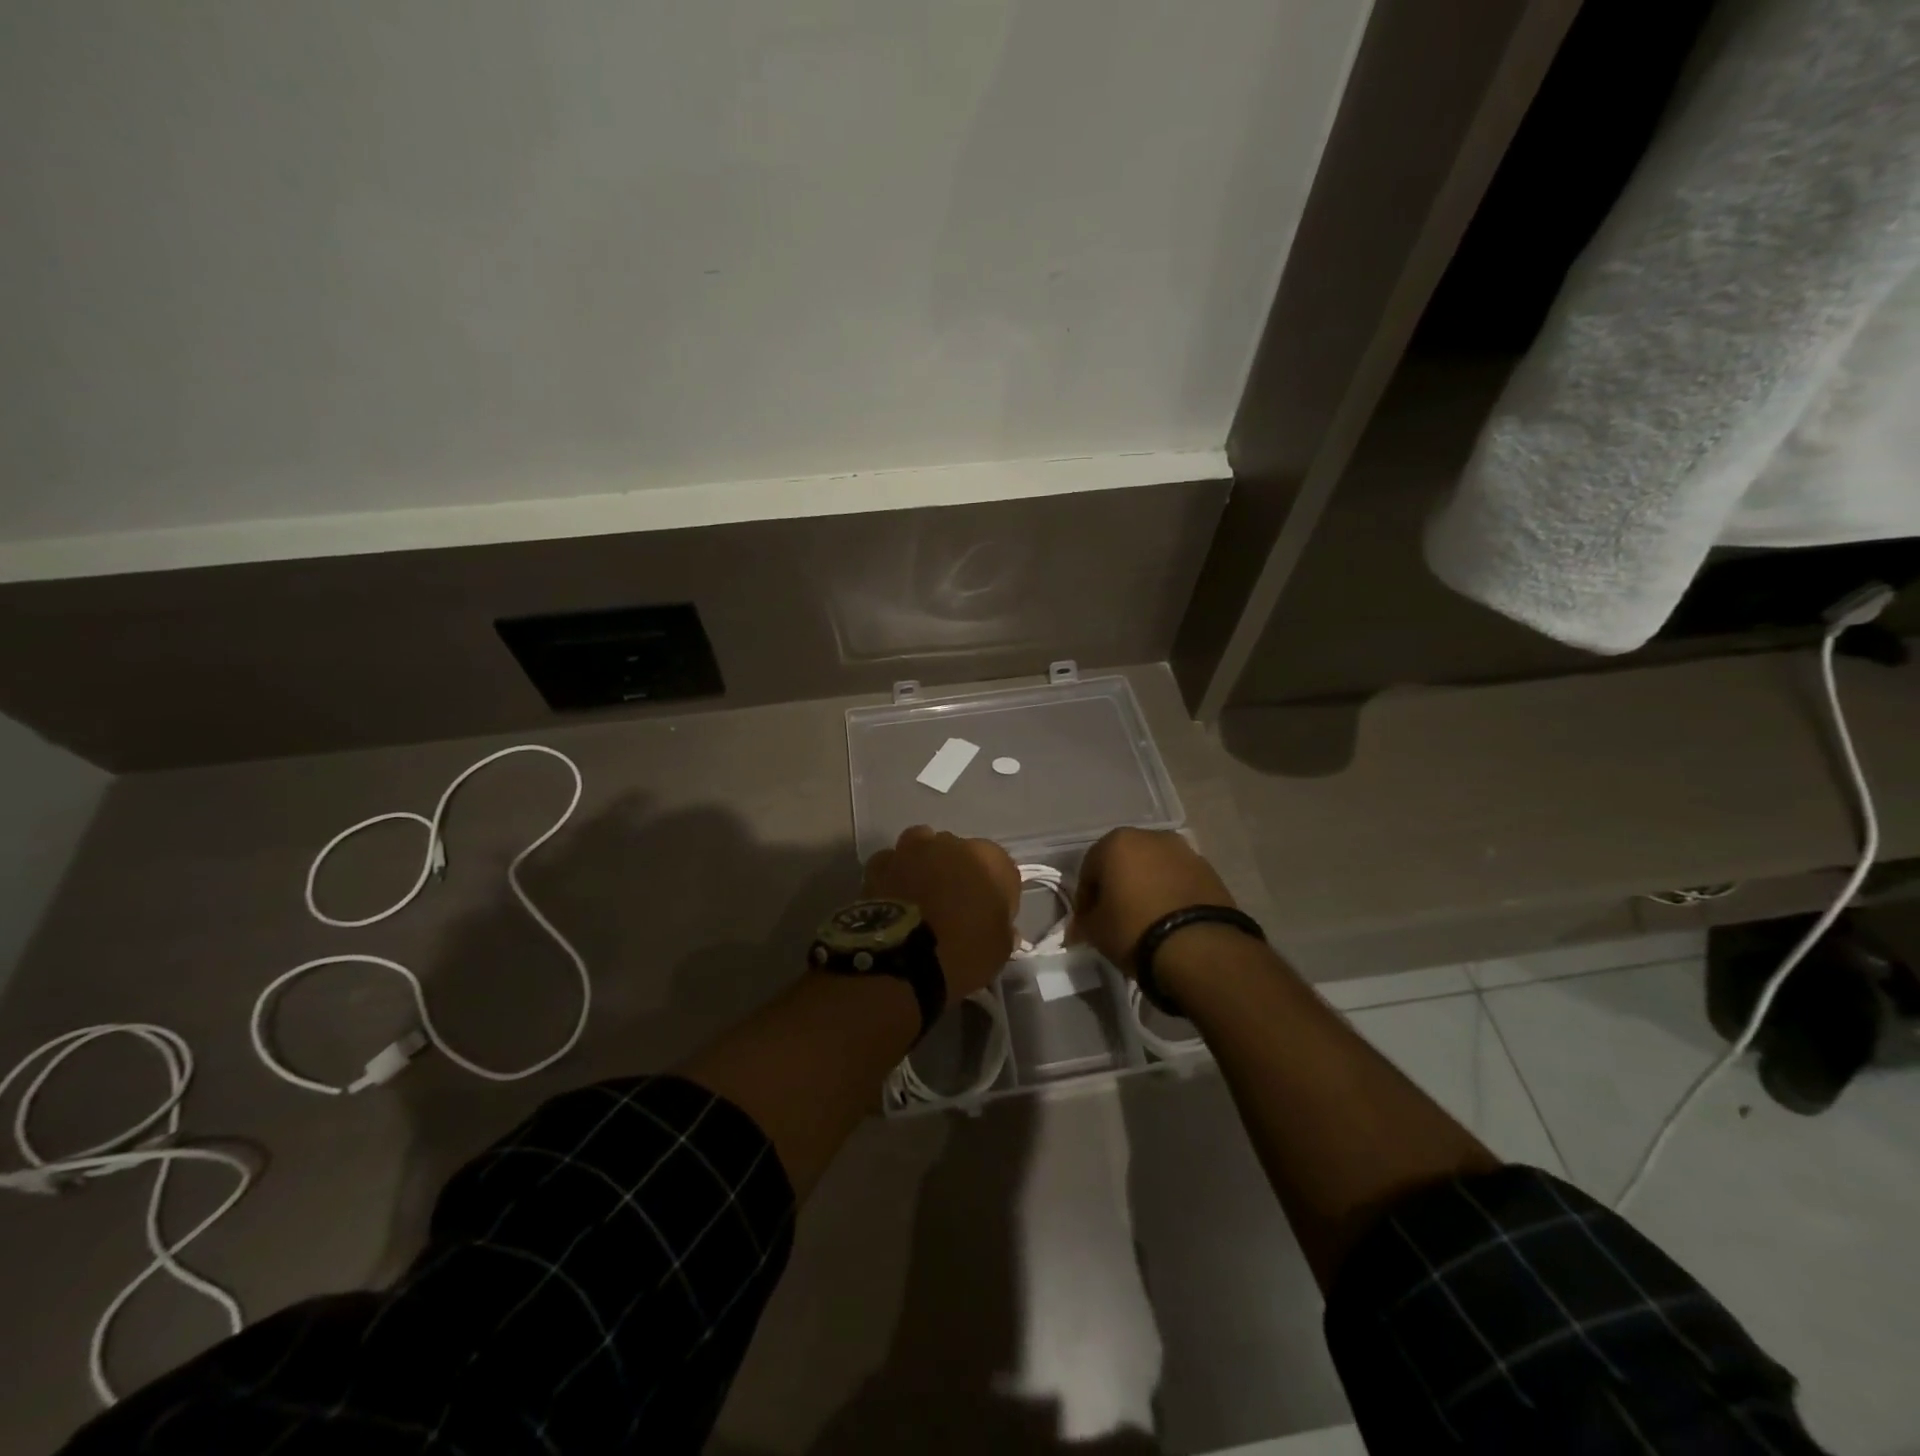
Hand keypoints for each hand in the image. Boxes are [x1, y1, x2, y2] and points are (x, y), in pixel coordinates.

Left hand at [863, 826, 1019, 999]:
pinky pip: (891, 862)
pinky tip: (895, 894)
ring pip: (922, 846)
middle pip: (959, 852)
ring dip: (924, 863)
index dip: (996, 892)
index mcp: (989, 859)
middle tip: (954, 905)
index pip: (1001, 868)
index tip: (989, 915)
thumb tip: (1002, 927)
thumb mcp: (999, 949)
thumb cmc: (963, 952)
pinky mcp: (879, 864)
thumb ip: (1003, 929)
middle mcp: (950, 843)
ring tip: (922, 893)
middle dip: (958, 872)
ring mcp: (911, 850)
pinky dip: (894, 873)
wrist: (902, 960)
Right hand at [1072, 828, 1235, 975]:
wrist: (1199, 946)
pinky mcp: (1209, 870)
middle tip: (1114, 916)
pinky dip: (1170, 893)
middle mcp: (1150, 837)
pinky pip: (1178, 880)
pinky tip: (1168, 918)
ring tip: (1145, 918)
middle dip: (1117, 885)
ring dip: (1146, 887)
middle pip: (1124, 862)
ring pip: (1154, 868)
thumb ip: (1084, 922)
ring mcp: (1184, 851)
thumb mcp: (1096, 931)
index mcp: (1116, 842)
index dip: (1086, 898)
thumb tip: (1078, 927)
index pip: (1089, 869)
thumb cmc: (1134, 929)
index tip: (1087, 921)